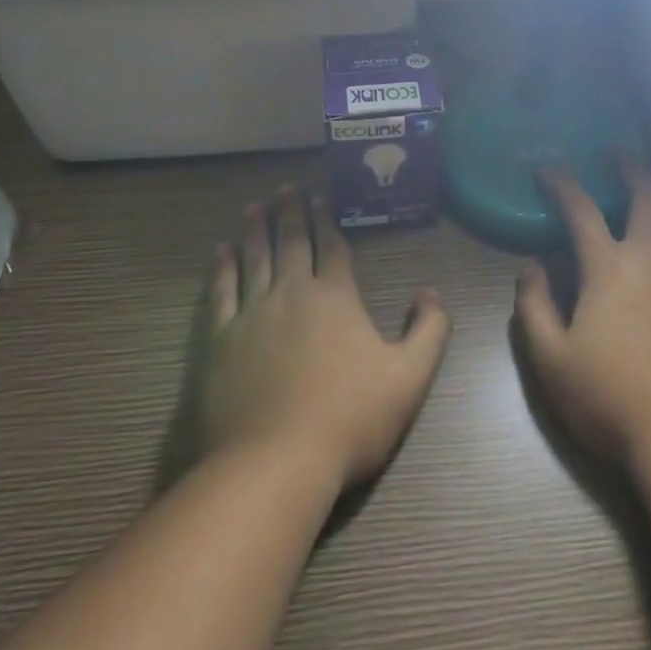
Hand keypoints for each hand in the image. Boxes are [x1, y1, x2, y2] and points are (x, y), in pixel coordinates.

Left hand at [199, 186, 450, 493]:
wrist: (274, 461)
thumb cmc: (349, 418)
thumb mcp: (409, 378)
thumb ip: (429, 331)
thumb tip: (431, 293)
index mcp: (335, 297)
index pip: (332, 246)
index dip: (327, 219)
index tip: (319, 195)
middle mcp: (292, 293)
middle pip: (290, 242)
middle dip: (289, 212)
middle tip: (284, 188)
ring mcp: (251, 314)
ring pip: (254, 258)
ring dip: (255, 229)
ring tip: (253, 206)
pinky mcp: (219, 340)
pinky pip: (220, 291)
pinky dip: (222, 267)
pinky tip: (221, 251)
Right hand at [514, 160, 650, 469]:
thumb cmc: (613, 398)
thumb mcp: (552, 360)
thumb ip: (534, 307)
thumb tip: (530, 268)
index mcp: (610, 267)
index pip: (581, 209)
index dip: (562, 183)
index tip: (547, 169)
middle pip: (647, 197)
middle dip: (630, 168)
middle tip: (617, 153)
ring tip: (649, 185)